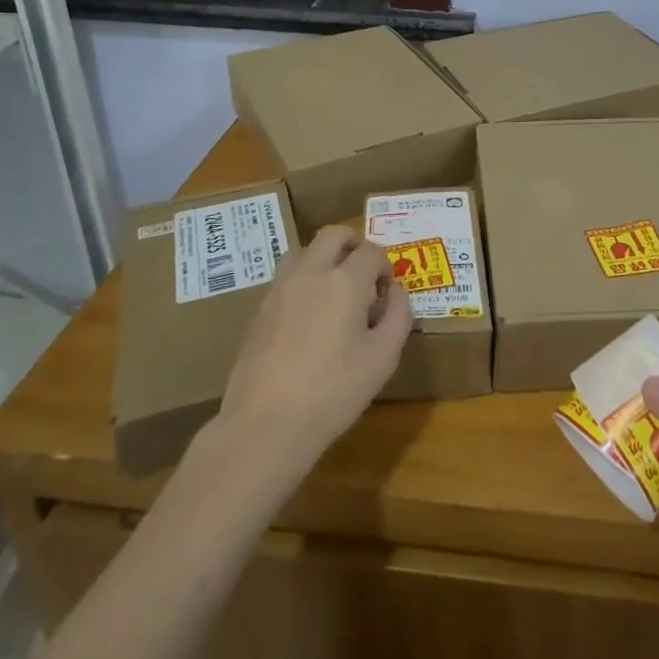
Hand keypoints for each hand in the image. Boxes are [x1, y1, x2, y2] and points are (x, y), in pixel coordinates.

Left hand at [217, 226, 412, 468]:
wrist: (266, 423)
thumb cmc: (334, 392)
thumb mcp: (383, 358)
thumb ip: (398, 316)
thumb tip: (395, 291)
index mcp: (345, 281)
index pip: (372, 251)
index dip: (385, 267)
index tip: (386, 295)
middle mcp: (311, 272)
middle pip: (334, 235)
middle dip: (354, 245)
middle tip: (363, 277)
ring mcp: (281, 288)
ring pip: (305, 250)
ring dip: (324, 258)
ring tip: (334, 293)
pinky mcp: (260, 308)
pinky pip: (287, 276)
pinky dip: (304, 280)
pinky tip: (309, 317)